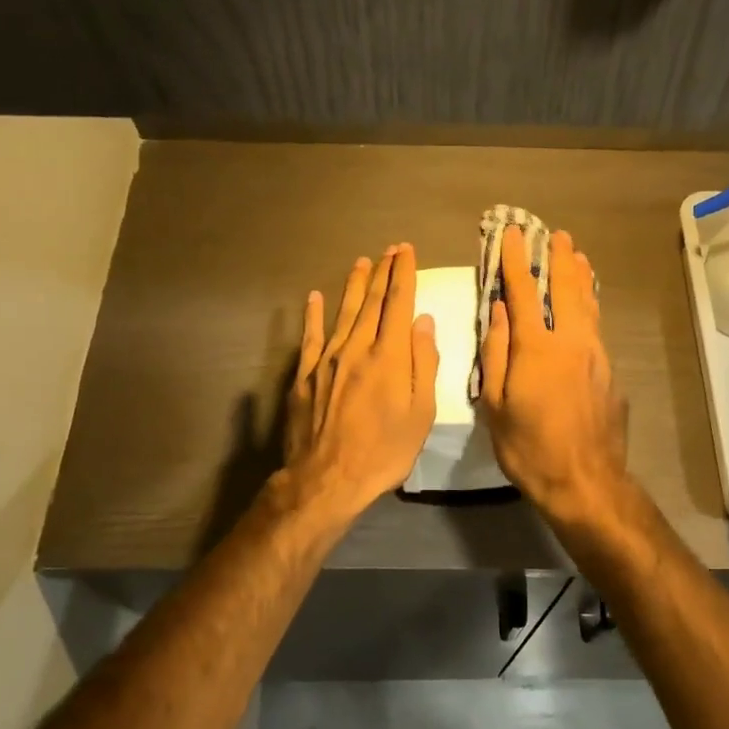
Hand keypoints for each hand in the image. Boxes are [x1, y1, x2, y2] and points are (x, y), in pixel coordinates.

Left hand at [283, 243, 439, 519]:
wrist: (327, 479)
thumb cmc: (384, 451)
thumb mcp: (421, 413)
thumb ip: (424, 363)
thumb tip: (423, 321)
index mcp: (390, 356)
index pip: (398, 304)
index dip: (404, 274)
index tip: (407, 251)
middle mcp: (357, 348)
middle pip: (372, 302)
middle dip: (383, 272)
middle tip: (390, 249)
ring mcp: (327, 360)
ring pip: (343, 312)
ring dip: (354, 286)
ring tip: (362, 262)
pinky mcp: (304, 376)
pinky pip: (310, 337)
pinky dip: (313, 315)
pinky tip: (314, 298)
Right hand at [478, 227, 628, 515]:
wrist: (586, 481)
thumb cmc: (529, 448)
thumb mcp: (495, 405)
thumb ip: (496, 353)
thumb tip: (498, 311)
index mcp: (536, 348)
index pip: (522, 292)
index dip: (516, 260)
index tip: (512, 233)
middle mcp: (571, 342)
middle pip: (565, 289)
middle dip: (557, 258)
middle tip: (555, 234)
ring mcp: (596, 356)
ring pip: (588, 305)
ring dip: (580, 277)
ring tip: (577, 255)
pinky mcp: (611, 374)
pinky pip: (597, 328)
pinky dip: (590, 307)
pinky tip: (588, 306)